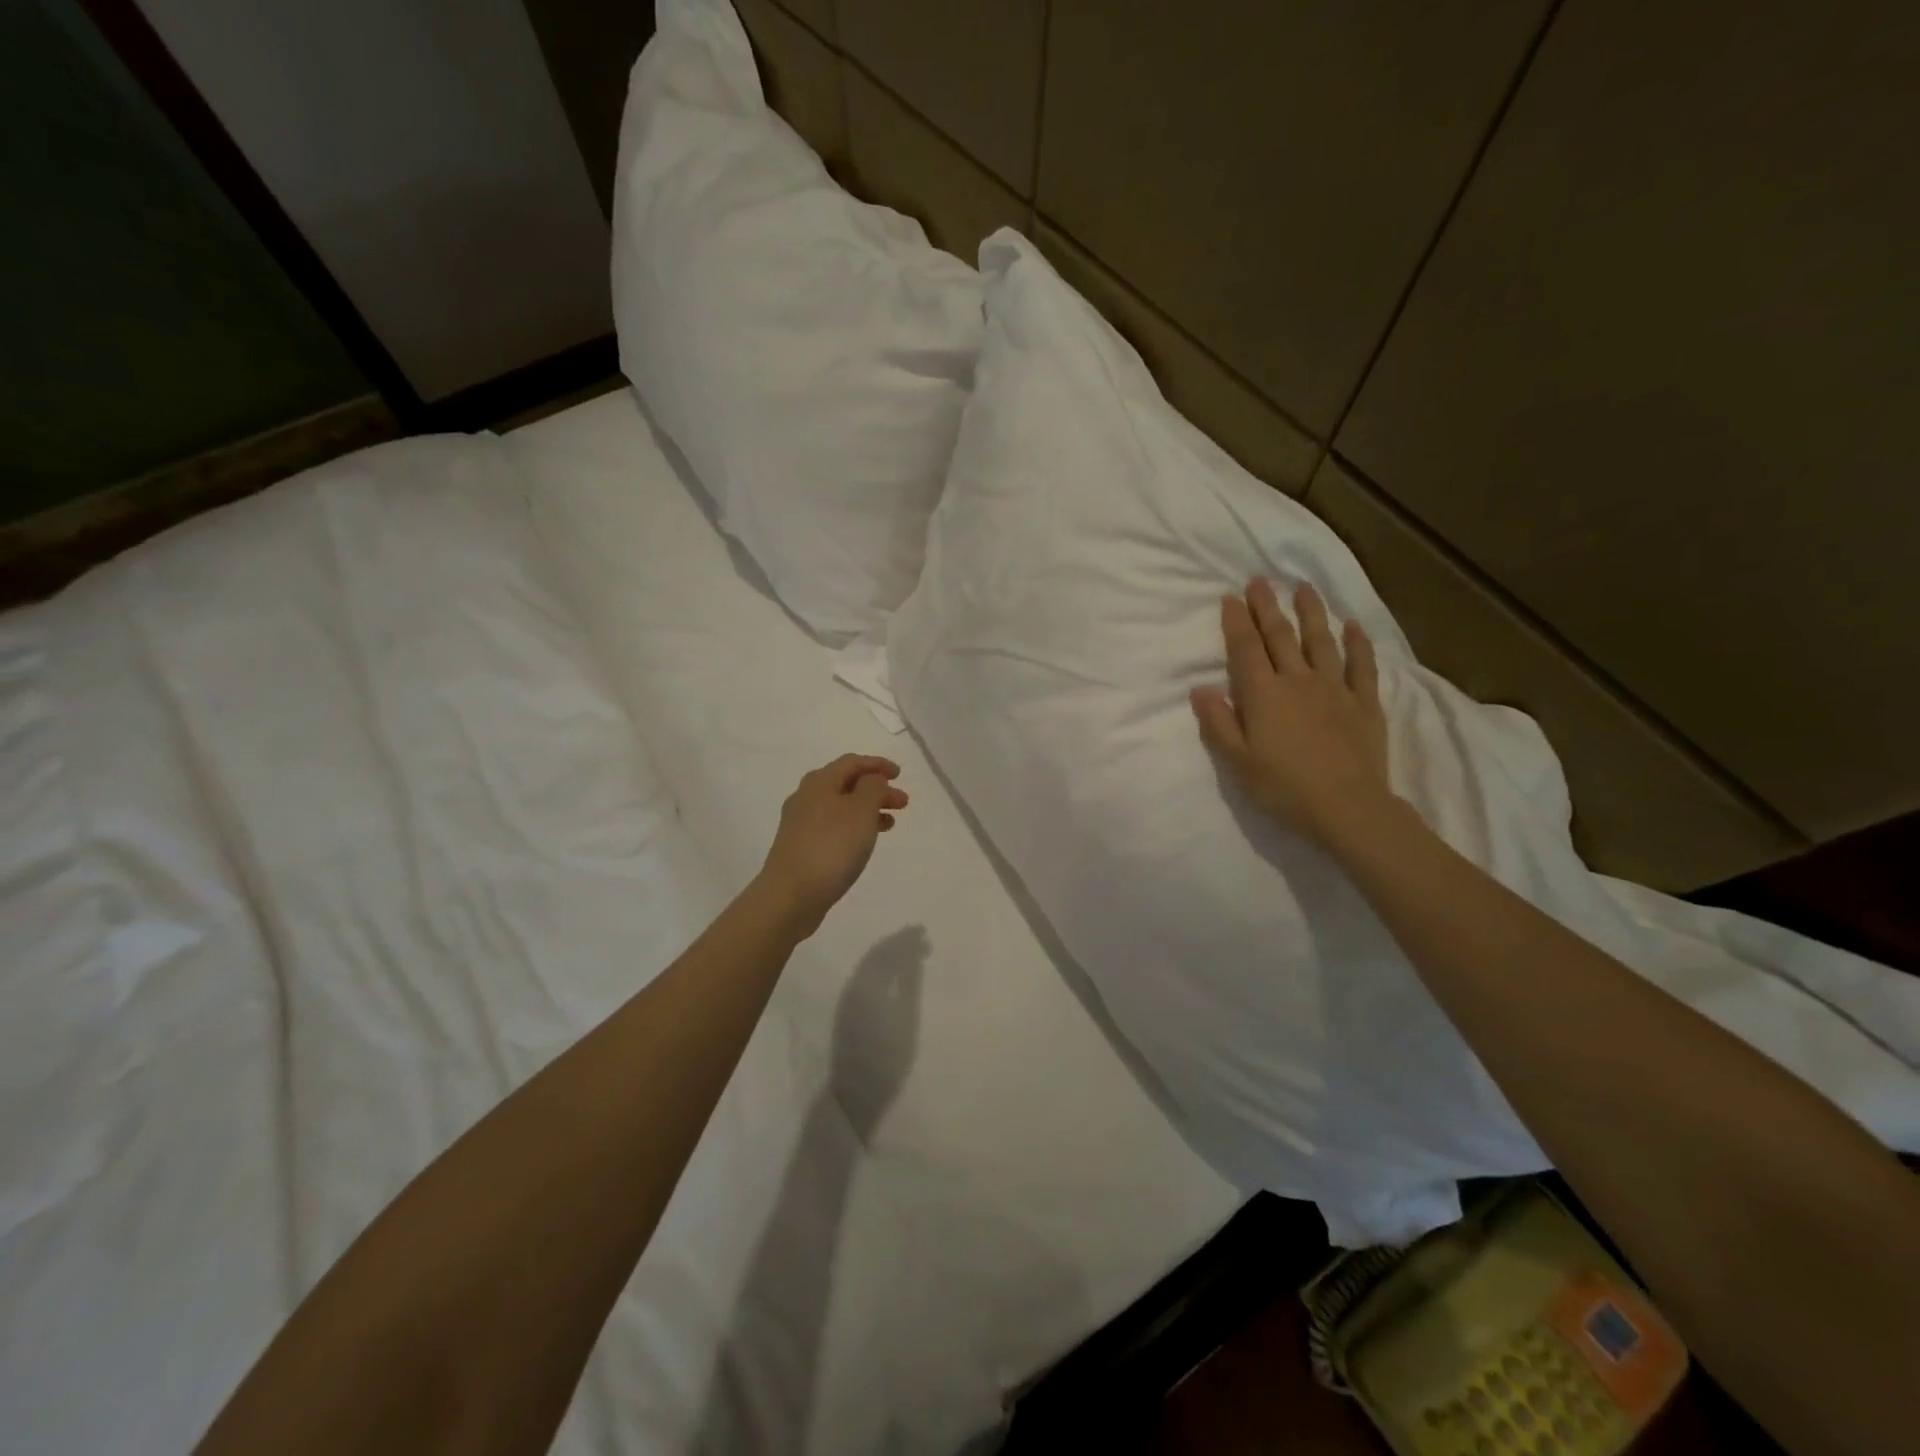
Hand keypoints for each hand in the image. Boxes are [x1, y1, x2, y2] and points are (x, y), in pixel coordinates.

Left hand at [757, 755, 908, 934]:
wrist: (791, 895)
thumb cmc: (831, 847)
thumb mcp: (861, 810)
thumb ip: (873, 788)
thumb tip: (872, 780)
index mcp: (819, 782)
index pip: (852, 762)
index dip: (878, 764)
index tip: (900, 774)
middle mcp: (806, 797)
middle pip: (846, 784)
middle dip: (876, 789)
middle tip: (902, 803)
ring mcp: (800, 824)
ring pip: (840, 807)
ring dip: (868, 810)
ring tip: (890, 823)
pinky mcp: (800, 847)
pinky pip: (833, 827)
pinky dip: (854, 827)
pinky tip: (864, 842)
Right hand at [1191, 579, 1392, 843]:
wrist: (1347, 808)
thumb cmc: (1283, 787)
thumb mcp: (1237, 761)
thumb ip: (1218, 722)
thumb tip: (1200, 688)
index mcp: (1263, 694)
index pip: (1246, 648)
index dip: (1236, 621)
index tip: (1230, 597)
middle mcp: (1298, 681)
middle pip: (1280, 636)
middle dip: (1267, 607)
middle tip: (1259, 580)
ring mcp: (1335, 689)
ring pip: (1321, 641)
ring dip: (1311, 612)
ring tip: (1303, 588)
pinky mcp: (1364, 703)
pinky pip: (1362, 666)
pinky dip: (1358, 643)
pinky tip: (1353, 626)